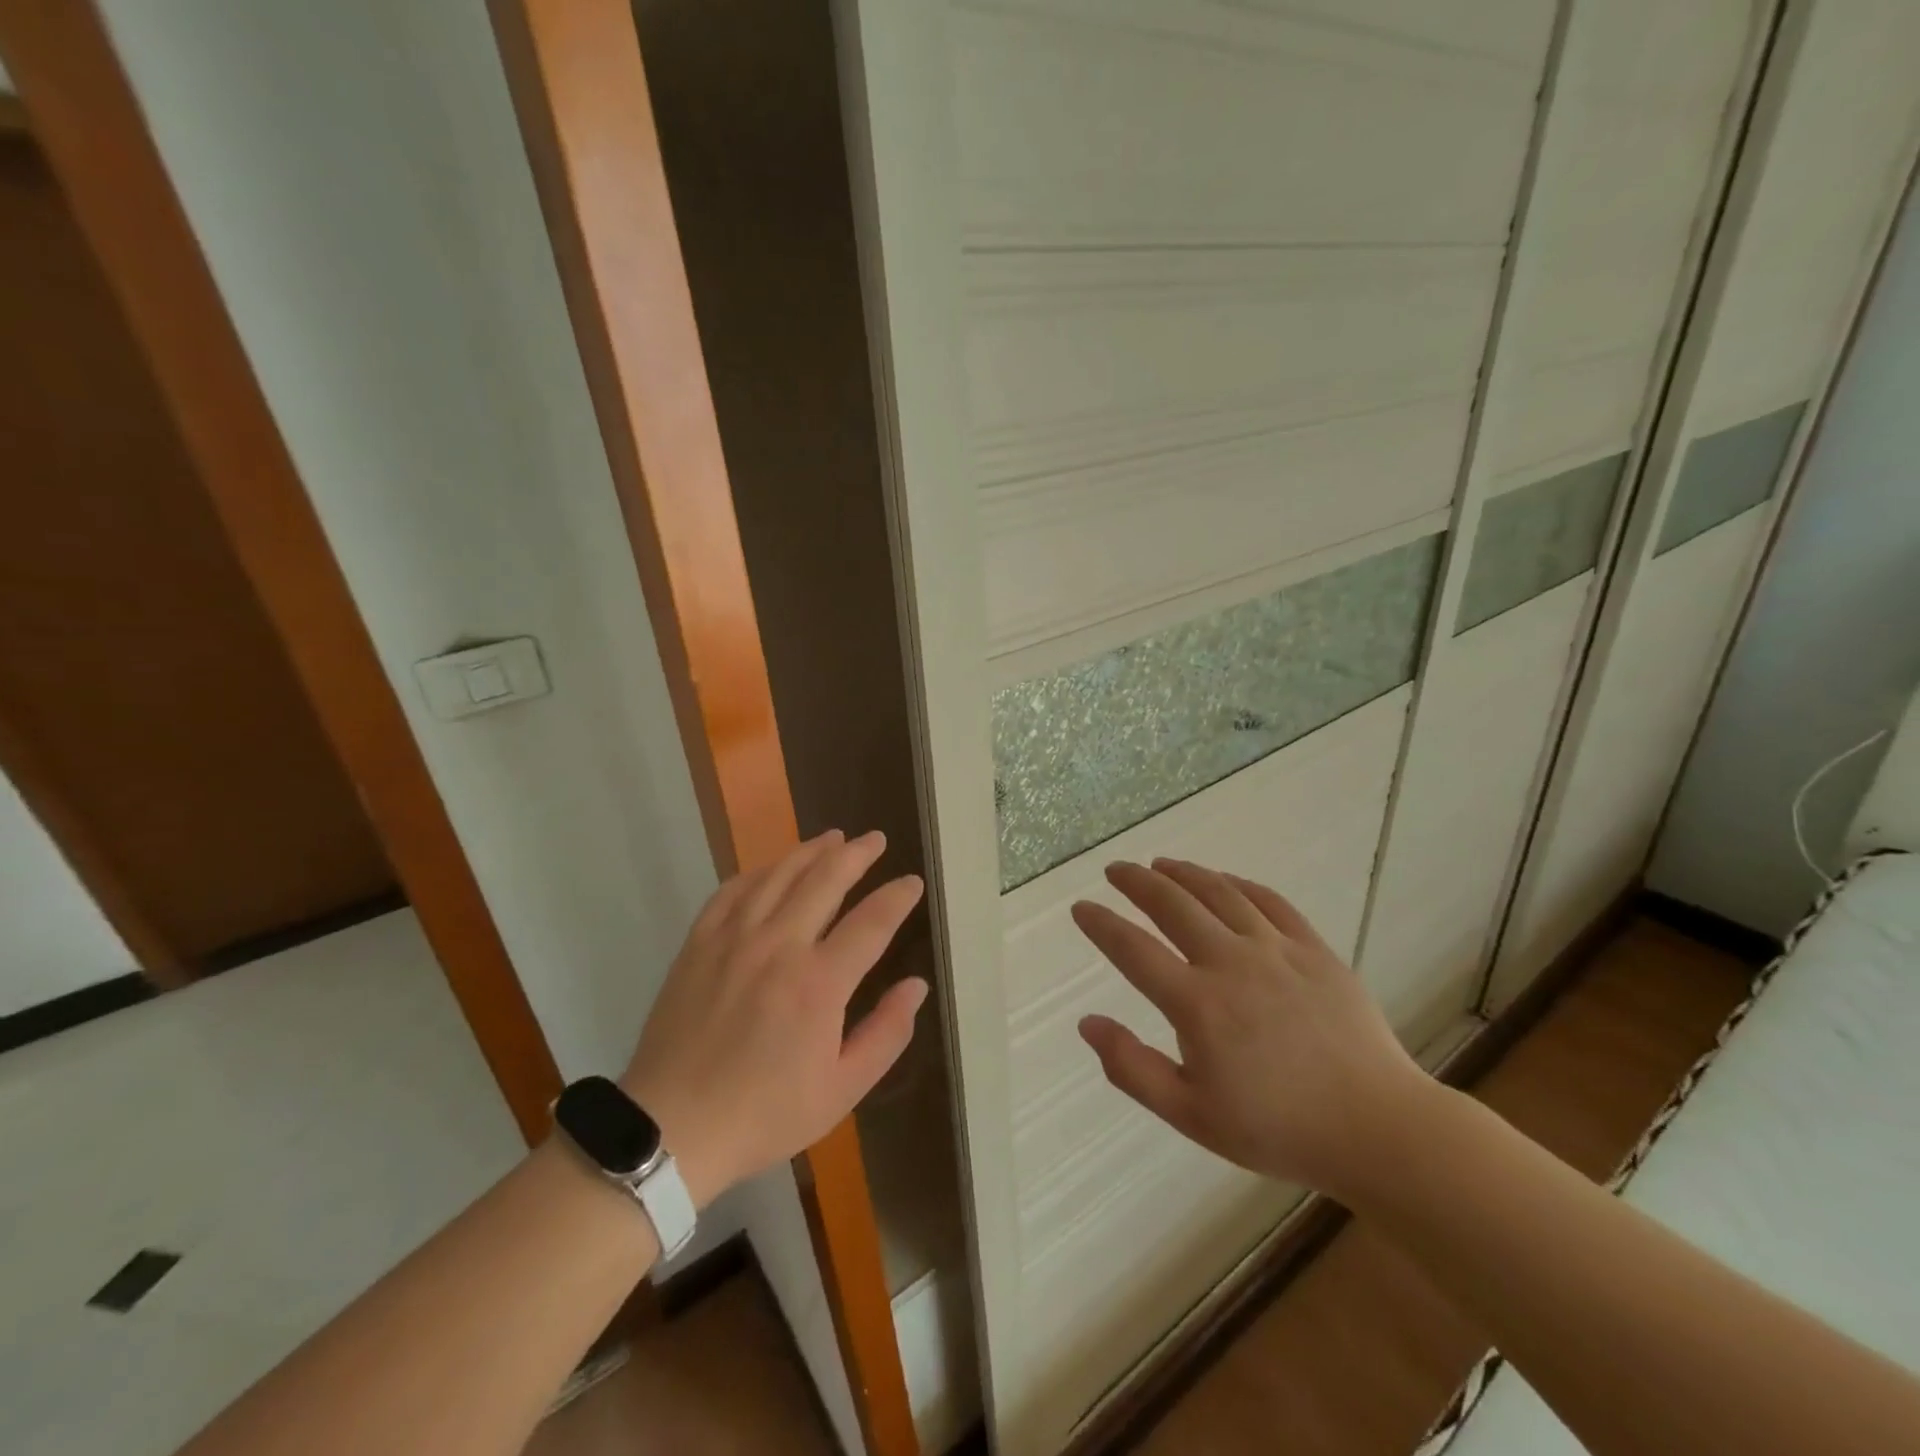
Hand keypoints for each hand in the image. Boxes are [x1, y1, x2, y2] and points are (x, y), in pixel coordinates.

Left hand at [621, 830, 926, 1207]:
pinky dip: (759, 872)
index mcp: (819, 983)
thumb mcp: (842, 1090)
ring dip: (810, 851)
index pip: (872, 922)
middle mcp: (779, 946)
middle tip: (874, 839)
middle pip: (825, 880)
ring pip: (779, 875)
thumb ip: (886, 1033)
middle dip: (857, 854)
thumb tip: (916, 986)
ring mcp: (734, 939)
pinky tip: (772, 868)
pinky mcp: (699, 943)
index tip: (912, 882)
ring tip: (832, 837)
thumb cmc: (764, 1113)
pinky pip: (733, 890)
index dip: (897, 897)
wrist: (671, 1128)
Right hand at [1072, 858, 1430, 1202]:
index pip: (1132, 949)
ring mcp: (1276, 950)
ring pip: (1219, 893)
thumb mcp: (1192, 1115)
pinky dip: (1238, 883)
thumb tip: (1088, 1023)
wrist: (1377, 1129)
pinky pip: (1269, 901)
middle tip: (1115, 869)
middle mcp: (1231, 962)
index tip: (1081, 908)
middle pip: (1172, 904)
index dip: (1100, 924)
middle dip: (1136, 881)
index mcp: (1197, 1004)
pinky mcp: (1313, 949)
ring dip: (1184, 873)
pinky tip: (1223, 880)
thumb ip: (1132, 1068)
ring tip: (1161, 864)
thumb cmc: (1277, 1128)